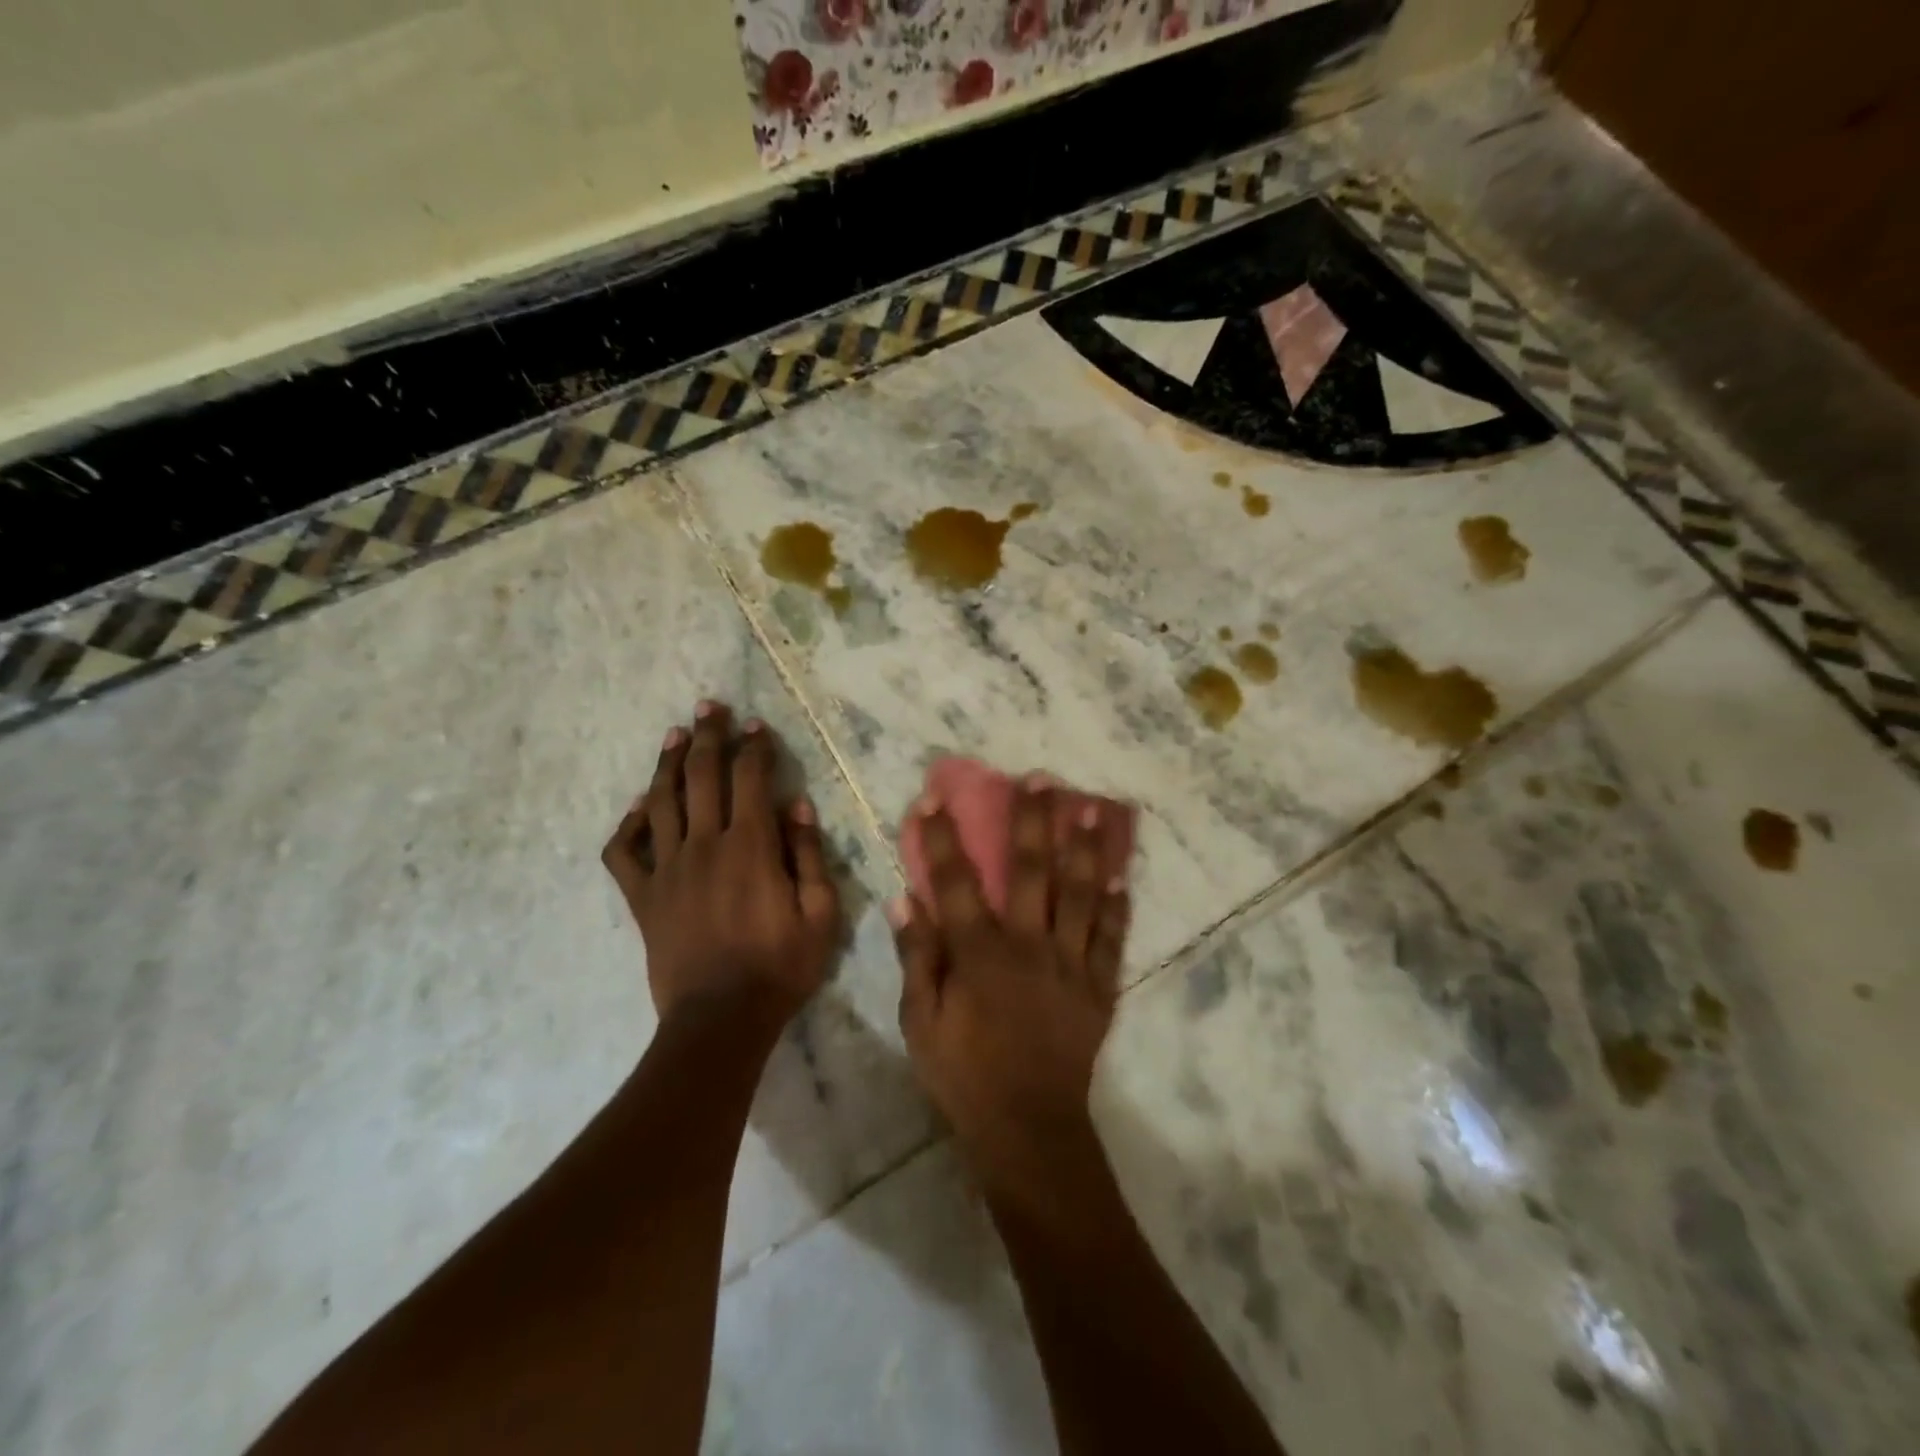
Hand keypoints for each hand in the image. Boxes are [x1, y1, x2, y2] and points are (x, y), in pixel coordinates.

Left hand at [602, 701, 839, 1029]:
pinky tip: (639, 808)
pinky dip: (628, 825)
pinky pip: (624, 852)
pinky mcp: (643, 897)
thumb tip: (798, 806)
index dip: (755, 747)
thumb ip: (808, 855)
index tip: (757, 726)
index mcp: (750, 846)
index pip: (750, 779)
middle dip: (708, 736)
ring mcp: (667, 869)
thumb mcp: (820, 914)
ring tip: (674, 735)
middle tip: (709, 706)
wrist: (720, 1020)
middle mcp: (704, 845)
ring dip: (668, 764)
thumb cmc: (780, 967)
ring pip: (661, 802)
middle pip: (702, 775)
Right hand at [892, 780, 1131, 1217]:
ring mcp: (1070, 964)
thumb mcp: (920, 1023)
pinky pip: (1111, 940)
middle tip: (1041, 778)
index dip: (943, 838)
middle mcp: (1028, 945)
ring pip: (1080, 894)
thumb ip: (916, 958)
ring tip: (1092, 807)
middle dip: (1034, 821)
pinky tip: (1124, 877)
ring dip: (1086, 848)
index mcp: (980, 952)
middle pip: (1032, 871)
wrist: (1027, 1129)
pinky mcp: (1098, 988)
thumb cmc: (964, 1076)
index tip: (937, 798)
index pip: (955, 882)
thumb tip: (904, 902)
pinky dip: (1118, 908)